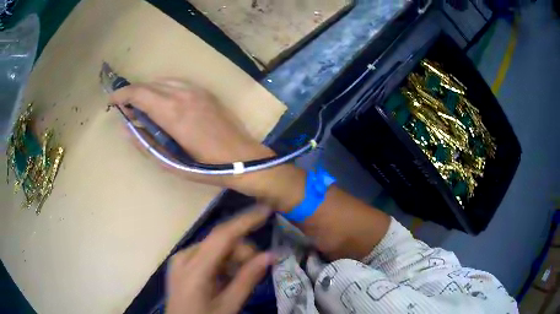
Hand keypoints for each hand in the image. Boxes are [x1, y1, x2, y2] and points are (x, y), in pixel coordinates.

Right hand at [109, 79, 273, 188]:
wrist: (243, 158)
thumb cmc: (206, 167)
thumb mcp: (170, 162)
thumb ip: (145, 143)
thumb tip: (126, 128)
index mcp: (172, 112)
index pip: (139, 93)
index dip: (122, 95)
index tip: (112, 100)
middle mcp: (183, 94)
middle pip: (149, 85)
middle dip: (133, 93)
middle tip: (125, 108)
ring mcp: (197, 90)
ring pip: (163, 81)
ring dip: (148, 91)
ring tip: (142, 107)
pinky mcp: (206, 92)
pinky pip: (178, 83)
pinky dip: (164, 89)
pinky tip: (163, 102)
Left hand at [165, 206, 274, 313]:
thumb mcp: (229, 305)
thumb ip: (248, 279)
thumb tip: (271, 255)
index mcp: (194, 269)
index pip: (222, 236)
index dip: (245, 221)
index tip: (266, 210)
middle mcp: (184, 257)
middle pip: (219, 241)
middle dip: (241, 250)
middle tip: (257, 268)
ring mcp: (180, 259)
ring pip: (214, 247)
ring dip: (232, 257)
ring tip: (239, 277)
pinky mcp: (181, 264)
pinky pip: (206, 255)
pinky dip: (221, 262)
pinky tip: (226, 277)